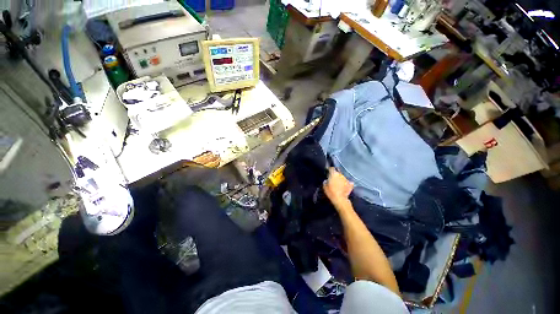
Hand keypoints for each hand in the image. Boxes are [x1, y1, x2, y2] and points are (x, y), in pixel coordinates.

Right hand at [323, 167, 353, 208]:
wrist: (340, 199)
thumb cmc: (330, 192)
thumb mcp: (324, 186)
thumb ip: (326, 181)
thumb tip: (327, 179)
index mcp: (334, 174)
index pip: (331, 168)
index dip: (329, 170)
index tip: (328, 172)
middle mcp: (340, 175)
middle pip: (337, 173)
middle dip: (335, 175)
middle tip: (332, 179)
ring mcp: (346, 179)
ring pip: (342, 177)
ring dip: (340, 179)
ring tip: (338, 184)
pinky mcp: (350, 184)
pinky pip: (348, 182)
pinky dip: (346, 183)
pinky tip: (344, 186)